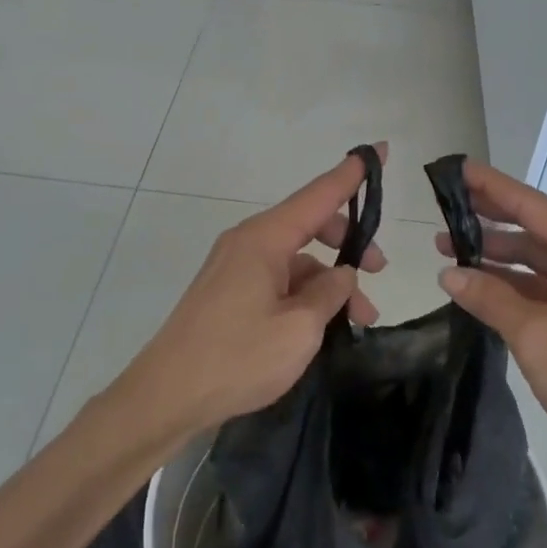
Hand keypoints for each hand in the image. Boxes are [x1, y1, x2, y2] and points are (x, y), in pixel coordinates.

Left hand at [118, 149, 387, 437]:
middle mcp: (248, 242)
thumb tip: (342, 273)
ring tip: (359, 318)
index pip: (318, 195)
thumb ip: (329, 292)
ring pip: (296, 258)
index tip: (379, 151)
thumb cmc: (237, 358)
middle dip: (348, 243)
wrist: (167, 396)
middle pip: (309, 225)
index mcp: (264, 239)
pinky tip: (323, 325)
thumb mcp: (299, 328)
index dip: (351, 175)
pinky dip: (305, 293)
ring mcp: (235, 266)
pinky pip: (278, 278)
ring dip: (329, 280)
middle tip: (379, 271)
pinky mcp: (229, 291)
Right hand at [435, 160, 546, 464]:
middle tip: (445, 207)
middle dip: (491, 220)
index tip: (458, 169)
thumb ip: (490, 297)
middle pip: (537, 229)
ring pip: (540, 259)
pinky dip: (515, 284)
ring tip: (450, 248)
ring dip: (499, 255)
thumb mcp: (535, 335)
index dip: (493, 188)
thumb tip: (448, 272)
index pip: (535, 207)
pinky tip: (481, 285)